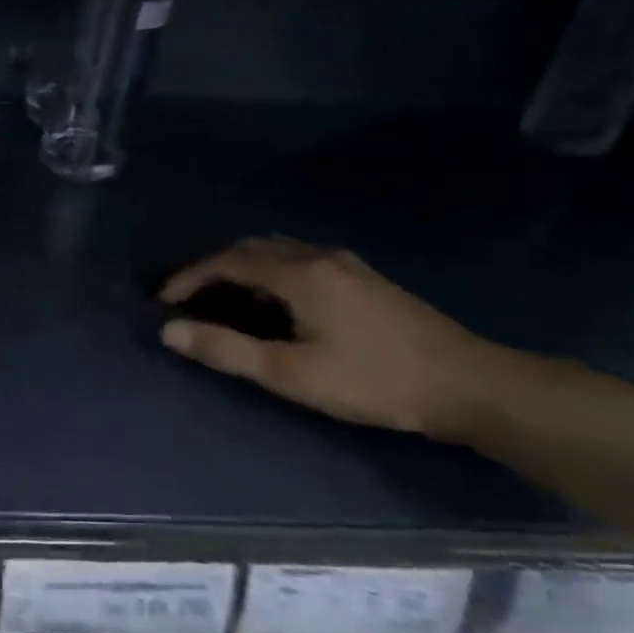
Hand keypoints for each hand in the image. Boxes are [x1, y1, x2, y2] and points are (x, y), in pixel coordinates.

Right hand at [158, 236, 512, 439]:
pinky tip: (276, 303)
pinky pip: (300, 260)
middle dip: (213, 269)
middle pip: (251, 248)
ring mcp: (346, 264)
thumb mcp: (291, 373)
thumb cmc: (373, 380)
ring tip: (225, 300)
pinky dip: (270, 272)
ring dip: (243, 268)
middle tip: (190, 298)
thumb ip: (227, 350)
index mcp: (298, 273)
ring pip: (278, 251)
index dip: (189, 278)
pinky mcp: (364, 278)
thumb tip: (169, 332)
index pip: (227, 262)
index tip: (163, 301)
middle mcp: (318, 256)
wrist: (470, 384)